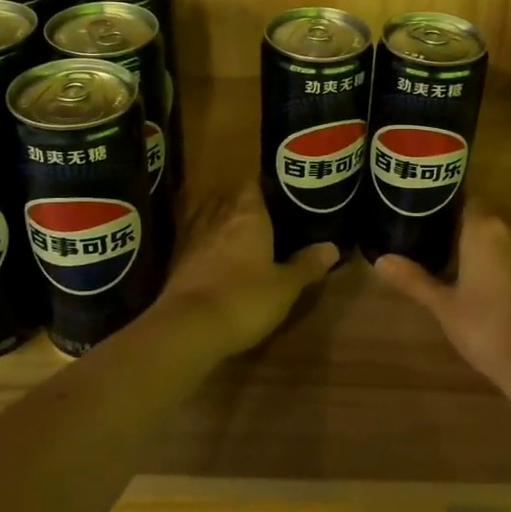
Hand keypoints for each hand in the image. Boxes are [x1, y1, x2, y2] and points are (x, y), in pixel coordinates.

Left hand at [153, 183, 338, 358]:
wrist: (188, 327)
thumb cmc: (244, 298)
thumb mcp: (285, 287)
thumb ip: (307, 265)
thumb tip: (332, 247)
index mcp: (248, 214)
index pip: (254, 184)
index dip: (267, 186)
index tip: (282, 194)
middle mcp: (219, 216)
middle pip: (232, 199)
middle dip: (246, 205)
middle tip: (268, 216)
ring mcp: (194, 237)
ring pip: (212, 218)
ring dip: (224, 223)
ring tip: (243, 235)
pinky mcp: (178, 260)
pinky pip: (198, 241)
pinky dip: (208, 245)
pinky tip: (218, 258)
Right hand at [373, 201, 510, 379]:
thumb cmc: (482, 327)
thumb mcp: (442, 304)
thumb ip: (413, 278)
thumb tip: (380, 260)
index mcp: (483, 227)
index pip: (467, 199)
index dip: (452, 210)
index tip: (438, 225)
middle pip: (492, 211)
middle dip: (475, 225)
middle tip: (454, 248)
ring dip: (500, 237)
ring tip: (482, 263)